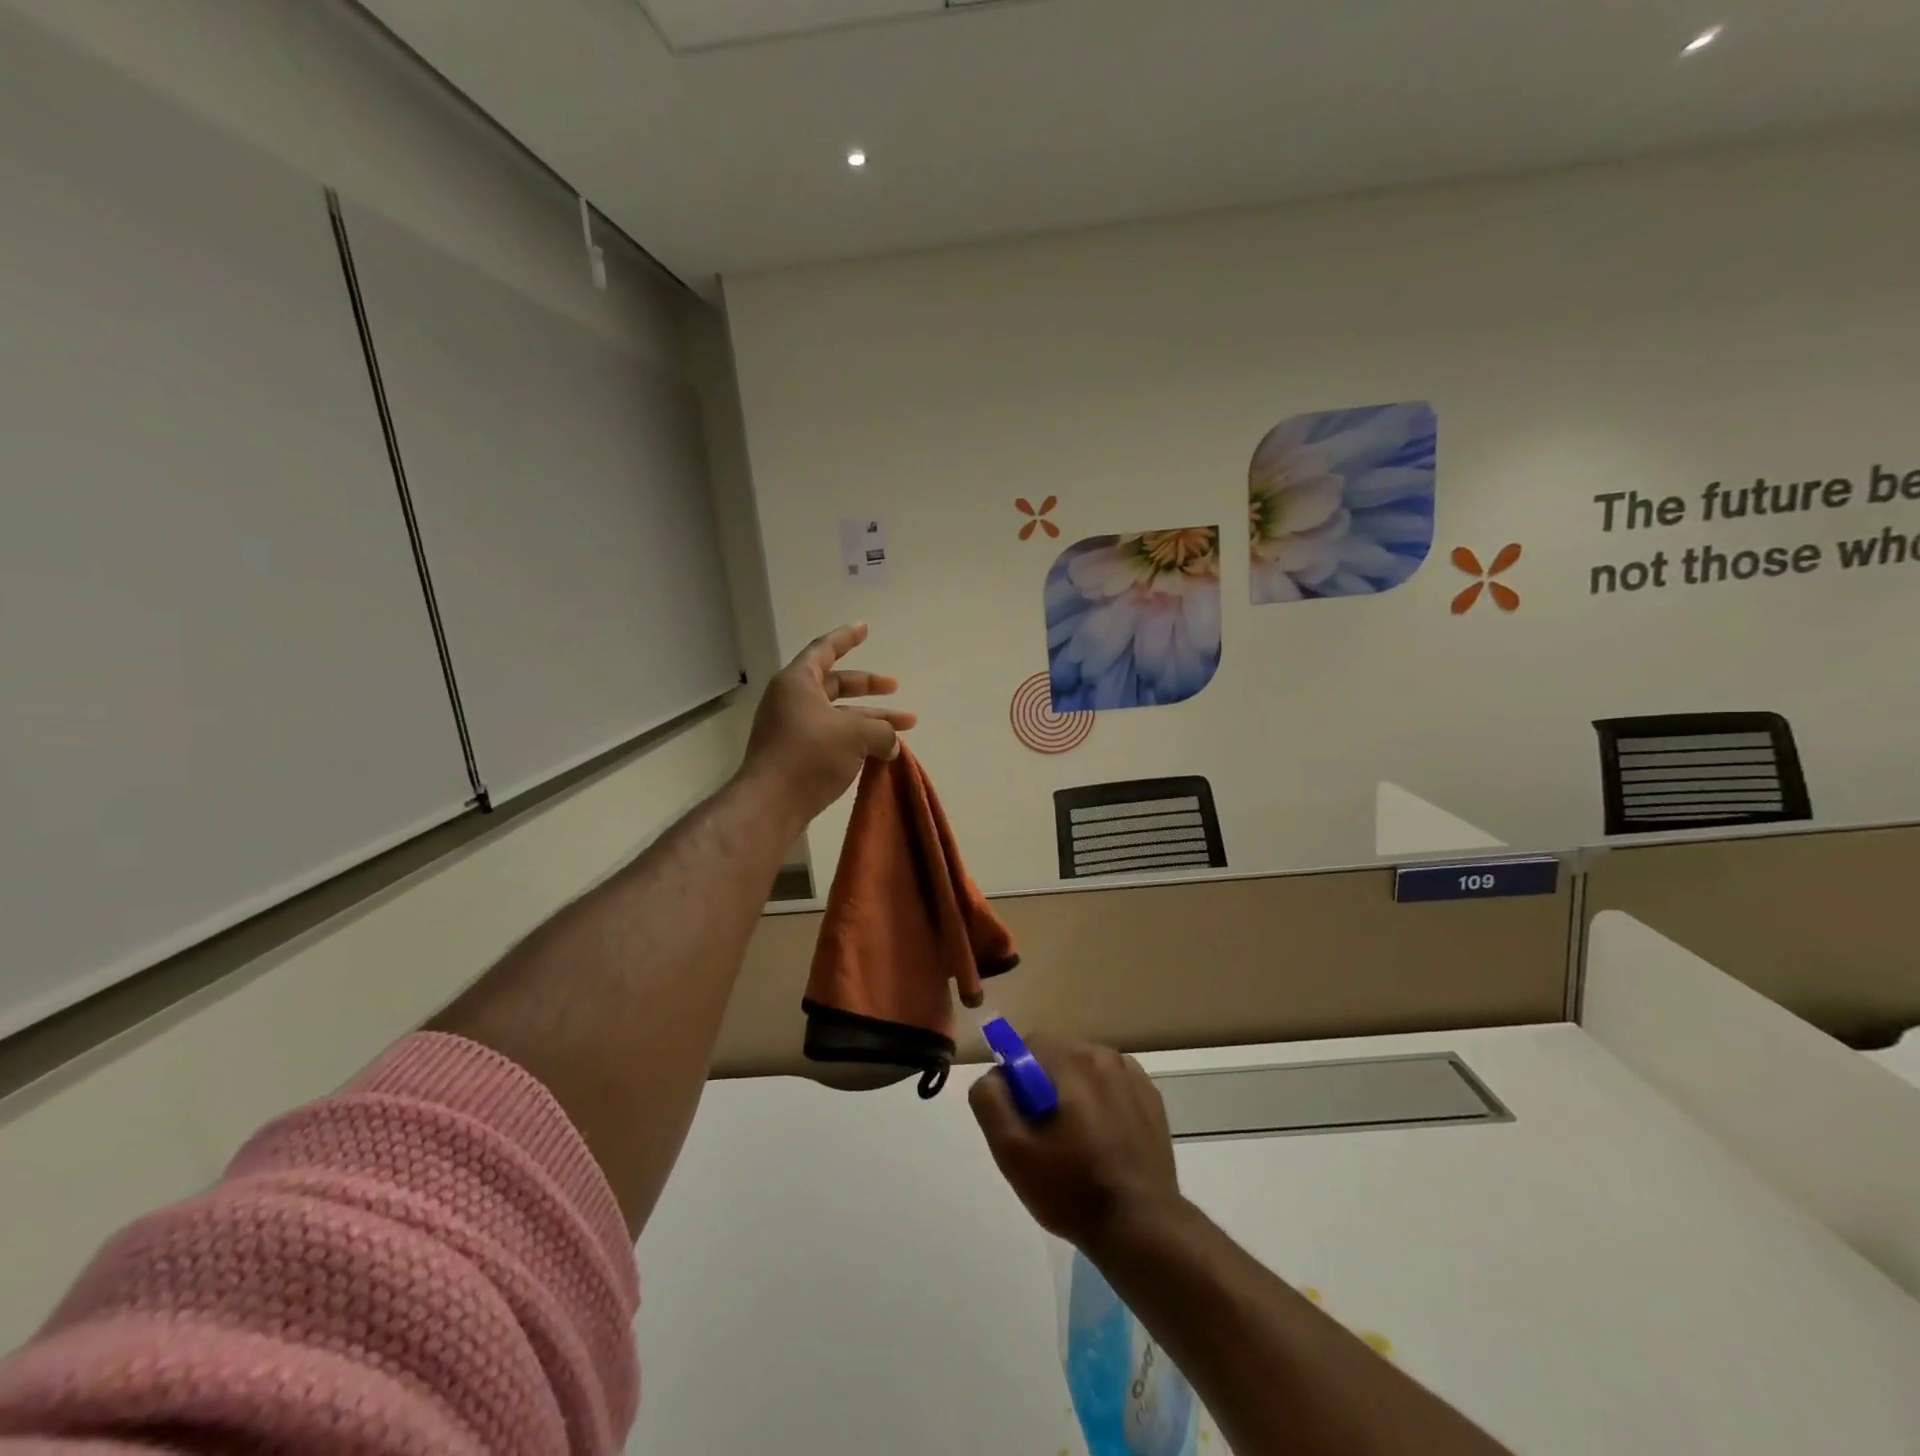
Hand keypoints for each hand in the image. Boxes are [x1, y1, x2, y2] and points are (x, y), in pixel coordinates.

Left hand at [740, 623, 916, 828]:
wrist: (771, 804)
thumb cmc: (810, 755)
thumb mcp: (855, 734)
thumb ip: (882, 731)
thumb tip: (891, 743)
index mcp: (798, 682)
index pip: (824, 650)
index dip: (846, 638)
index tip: (865, 628)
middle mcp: (792, 701)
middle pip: (835, 685)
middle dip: (868, 687)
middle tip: (895, 687)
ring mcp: (792, 730)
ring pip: (839, 716)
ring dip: (870, 720)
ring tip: (905, 730)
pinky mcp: (796, 756)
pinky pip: (832, 739)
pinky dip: (857, 741)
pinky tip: (881, 753)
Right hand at [968, 1035, 1183, 1250]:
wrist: (1141, 1226)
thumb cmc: (1070, 1188)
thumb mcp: (1011, 1151)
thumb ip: (991, 1099)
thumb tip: (996, 1075)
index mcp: (1069, 1058)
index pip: (1027, 1047)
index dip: (1017, 1081)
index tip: (1023, 1120)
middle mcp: (1102, 1054)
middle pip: (1057, 1057)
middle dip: (1045, 1086)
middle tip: (1047, 1136)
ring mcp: (1131, 1074)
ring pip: (1085, 1070)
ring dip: (1075, 1093)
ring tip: (1078, 1143)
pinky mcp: (1151, 1096)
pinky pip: (1112, 1085)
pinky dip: (1103, 1102)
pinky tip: (1105, 1141)